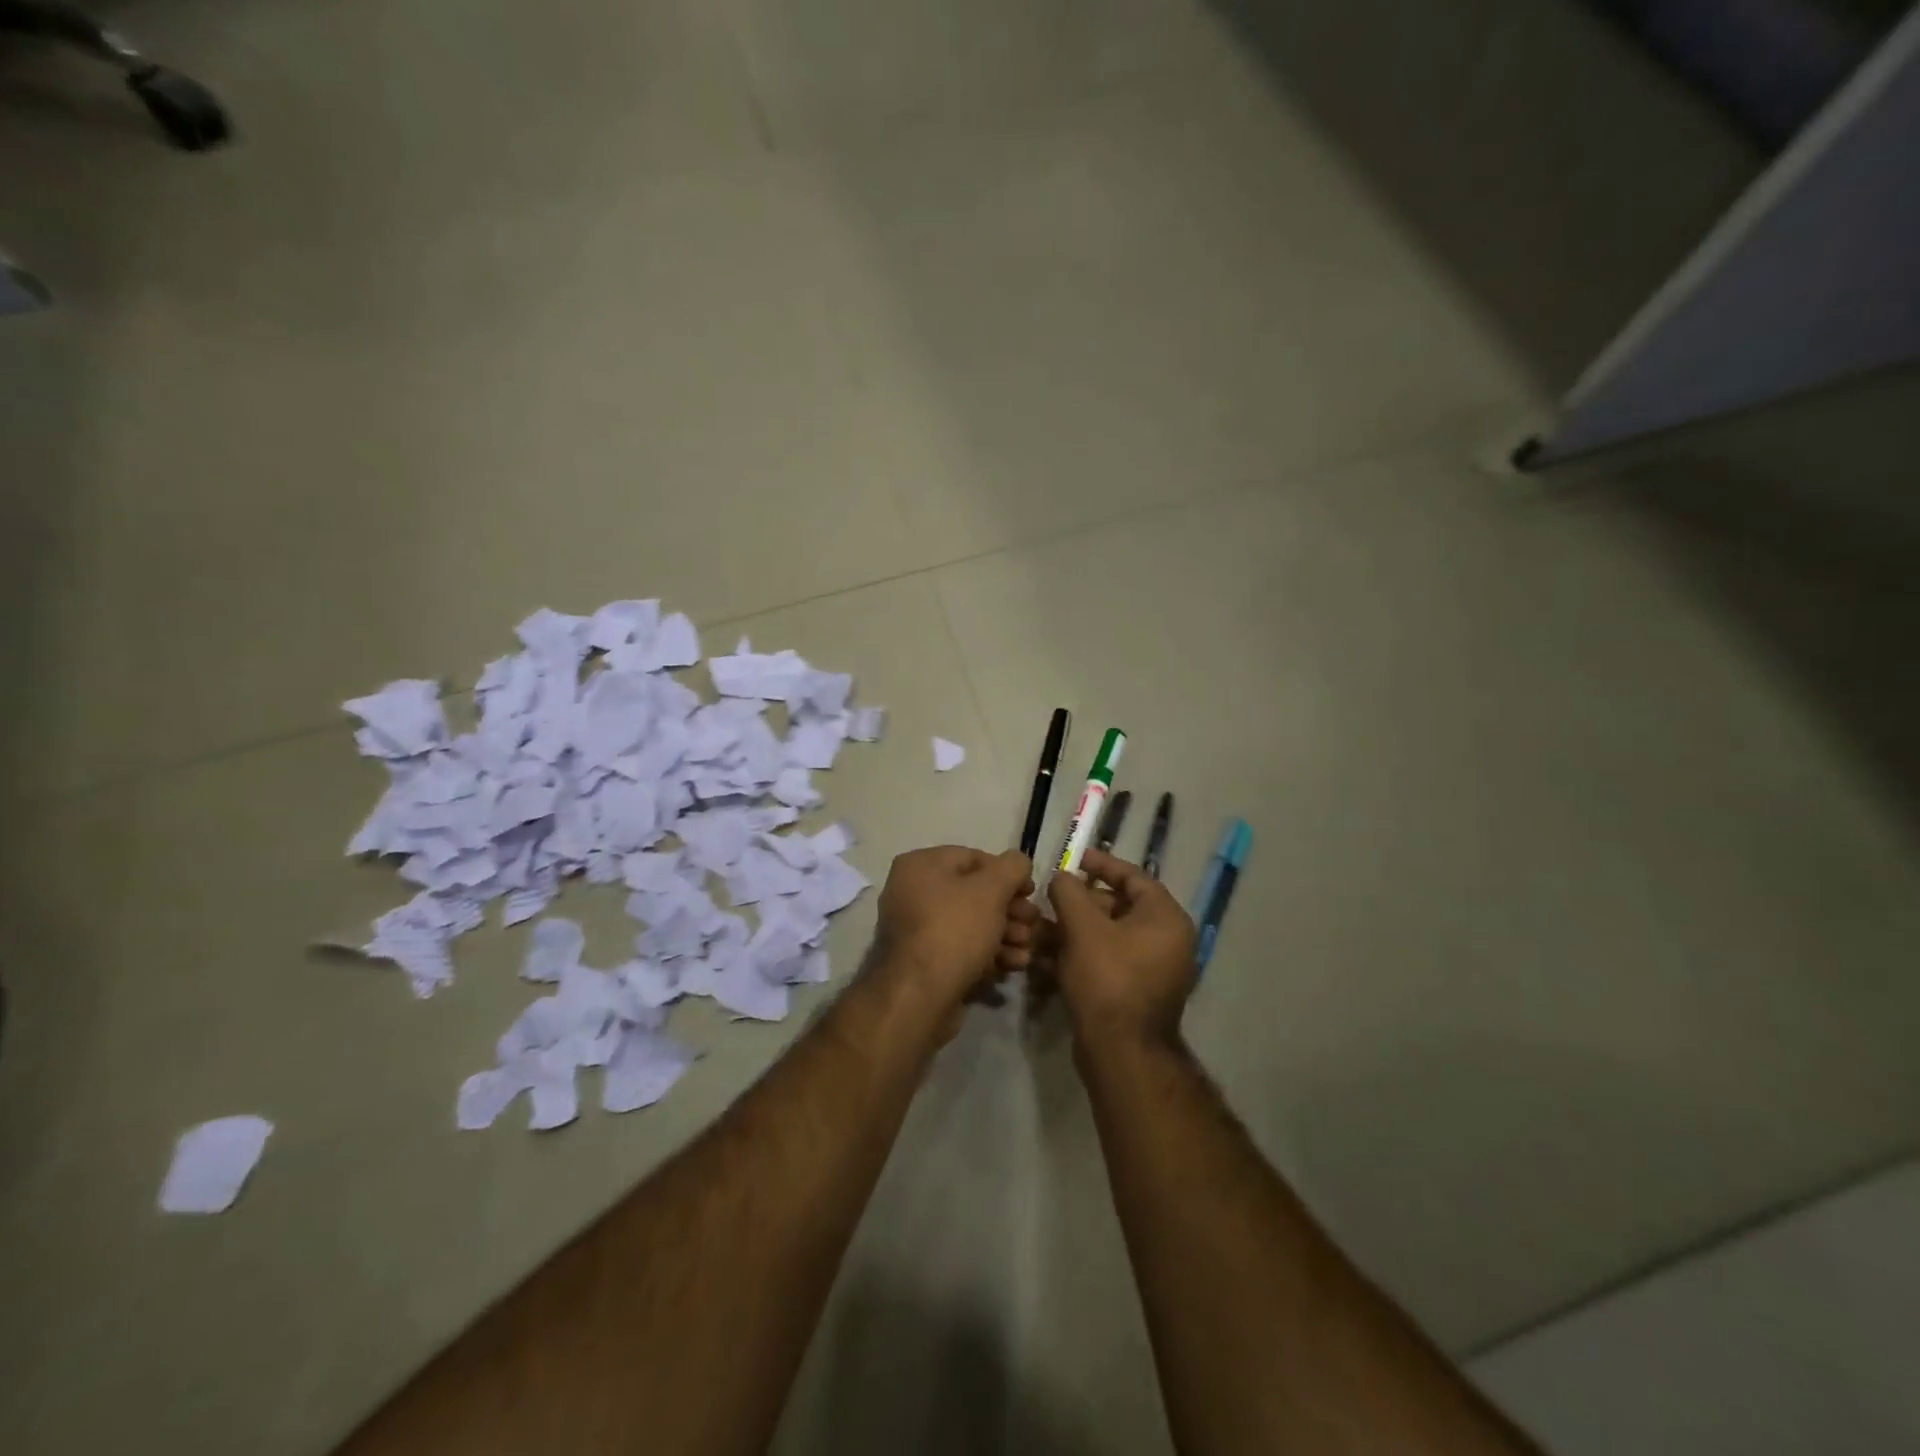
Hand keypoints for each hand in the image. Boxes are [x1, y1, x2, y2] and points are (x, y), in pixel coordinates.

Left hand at [870, 846, 1034, 1014]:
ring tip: (1028, 948)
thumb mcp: (991, 890)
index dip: (1008, 873)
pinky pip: (962, 948)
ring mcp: (917, 929)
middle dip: (1010, 910)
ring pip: (972, 923)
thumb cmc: (954, 930)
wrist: (919, 997)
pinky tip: (1014, 965)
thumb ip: (1011, 867)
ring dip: (1006, 933)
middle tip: (1033, 924)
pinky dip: (989, 953)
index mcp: (920, 866)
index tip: (1031, 893)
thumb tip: (1018, 862)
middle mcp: (913, 892)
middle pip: (974, 894)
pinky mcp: (926, 962)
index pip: (973, 858)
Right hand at [1046, 849, 1196, 1046]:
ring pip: (1110, 936)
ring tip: (1043, 929)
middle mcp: (1168, 940)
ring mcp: (1155, 969)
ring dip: (1076, 930)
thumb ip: (1069, 892)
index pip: (1134, 877)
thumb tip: (1062, 877)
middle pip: (1120, 907)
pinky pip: (1109, 961)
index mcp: (1165, 918)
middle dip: (1081, 902)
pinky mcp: (1138, 992)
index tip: (1075, 858)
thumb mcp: (1083, 927)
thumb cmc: (1107, 978)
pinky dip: (1082, 954)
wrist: (1121, 1052)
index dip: (1102, 864)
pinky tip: (1050, 958)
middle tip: (1052, 899)